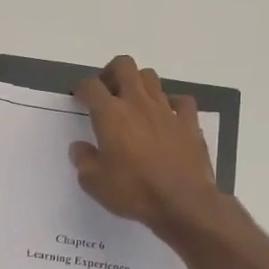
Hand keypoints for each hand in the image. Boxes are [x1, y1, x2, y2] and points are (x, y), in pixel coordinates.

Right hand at [71, 55, 219, 236]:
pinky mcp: (189, 122)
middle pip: (124, 66)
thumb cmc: (134, 191)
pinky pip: (181, 101)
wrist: (183, 203)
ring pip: (151, 77)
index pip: (91, 86)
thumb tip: (79, 147)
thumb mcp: (94, 183)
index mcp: (111, 114)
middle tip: (107, 92)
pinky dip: (171, 104)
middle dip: (111, 73)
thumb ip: (83, 160)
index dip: (82, 89)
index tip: (80, 100)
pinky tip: (166, 117)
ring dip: (139, 84)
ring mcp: (166, 110)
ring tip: (134, 104)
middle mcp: (138, 103)